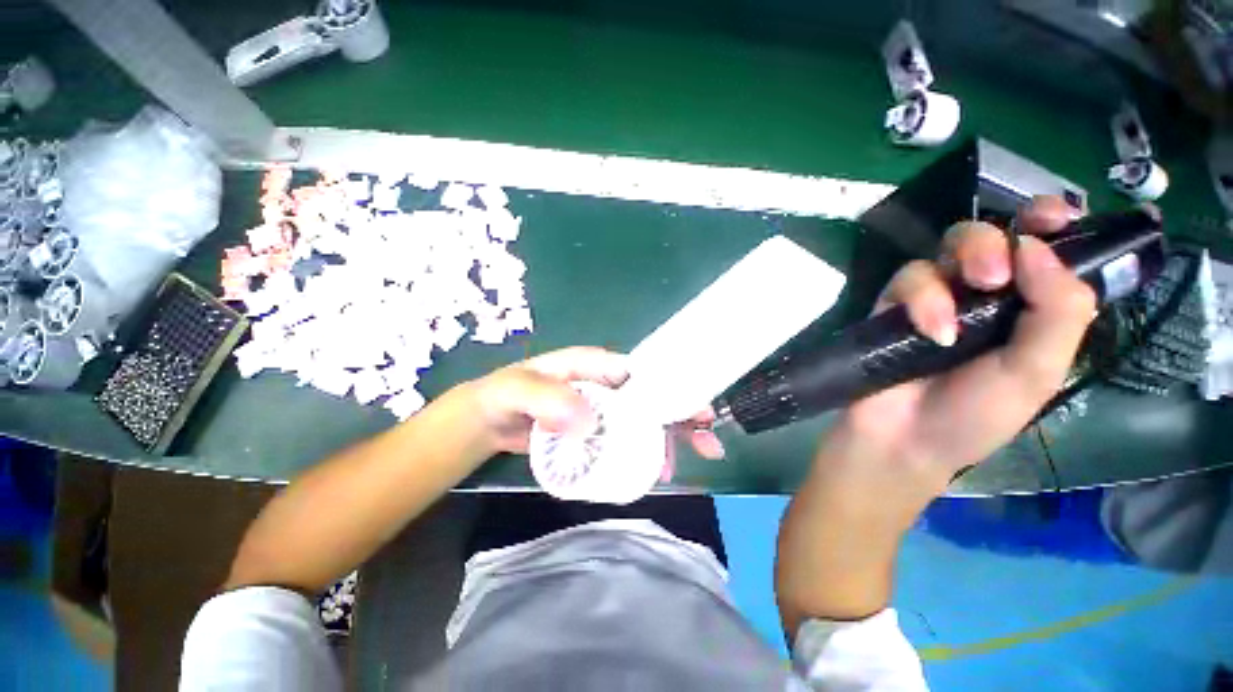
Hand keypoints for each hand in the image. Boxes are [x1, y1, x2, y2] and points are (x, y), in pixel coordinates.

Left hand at [462, 347, 724, 470]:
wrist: (490, 420)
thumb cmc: (505, 395)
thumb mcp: (519, 390)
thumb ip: (549, 399)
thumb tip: (590, 424)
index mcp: (594, 365)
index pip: (640, 373)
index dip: (670, 388)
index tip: (696, 409)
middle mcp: (605, 386)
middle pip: (650, 398)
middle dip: (681, 416)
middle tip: (708, 442)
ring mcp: (602, 410)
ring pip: (643, 420)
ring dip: (668, 438)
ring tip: (683, 462)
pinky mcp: (596, 432)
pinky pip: (627, 439)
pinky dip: (644, 452)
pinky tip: (655, 470)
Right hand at [820, 197, 1096, 507]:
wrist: (904, 439)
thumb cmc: (976, 416)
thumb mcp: (1037, 373)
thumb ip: (1058, 312)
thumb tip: (1037, 247)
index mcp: (1028, 307)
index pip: (1043, 247)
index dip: (1049, 222)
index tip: (1053, 218)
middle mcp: (982, 294)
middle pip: (987, 235)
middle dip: (991, 243)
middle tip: (993, 277)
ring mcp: (935, 297)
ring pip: (943, 248)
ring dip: (954, 271)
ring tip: (955, 319)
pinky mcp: (893, 305)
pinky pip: (905, 279)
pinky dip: (920, 300)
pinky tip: (929, 332)